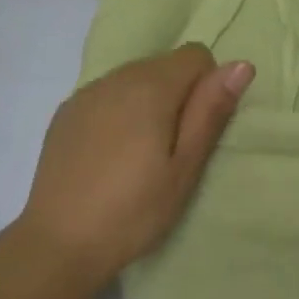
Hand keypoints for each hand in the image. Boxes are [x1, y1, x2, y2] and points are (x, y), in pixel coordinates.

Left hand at [16, 44, 253, 288]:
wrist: (57, 243)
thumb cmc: (133, 210)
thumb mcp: (184, 168)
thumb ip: (210, 111)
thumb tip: (241, 64)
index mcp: (151, 85)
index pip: (195, 55)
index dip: (206, 87)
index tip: (196, 130)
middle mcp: (118, 76)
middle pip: (163, 64)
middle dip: (177, 95)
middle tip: (171, 149)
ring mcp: (87, 91)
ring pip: (133, 78)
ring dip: (146, 102)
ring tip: (140, 154)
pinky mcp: (67, 111)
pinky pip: (106, 95)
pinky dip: (117, 112)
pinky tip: (109, 155)